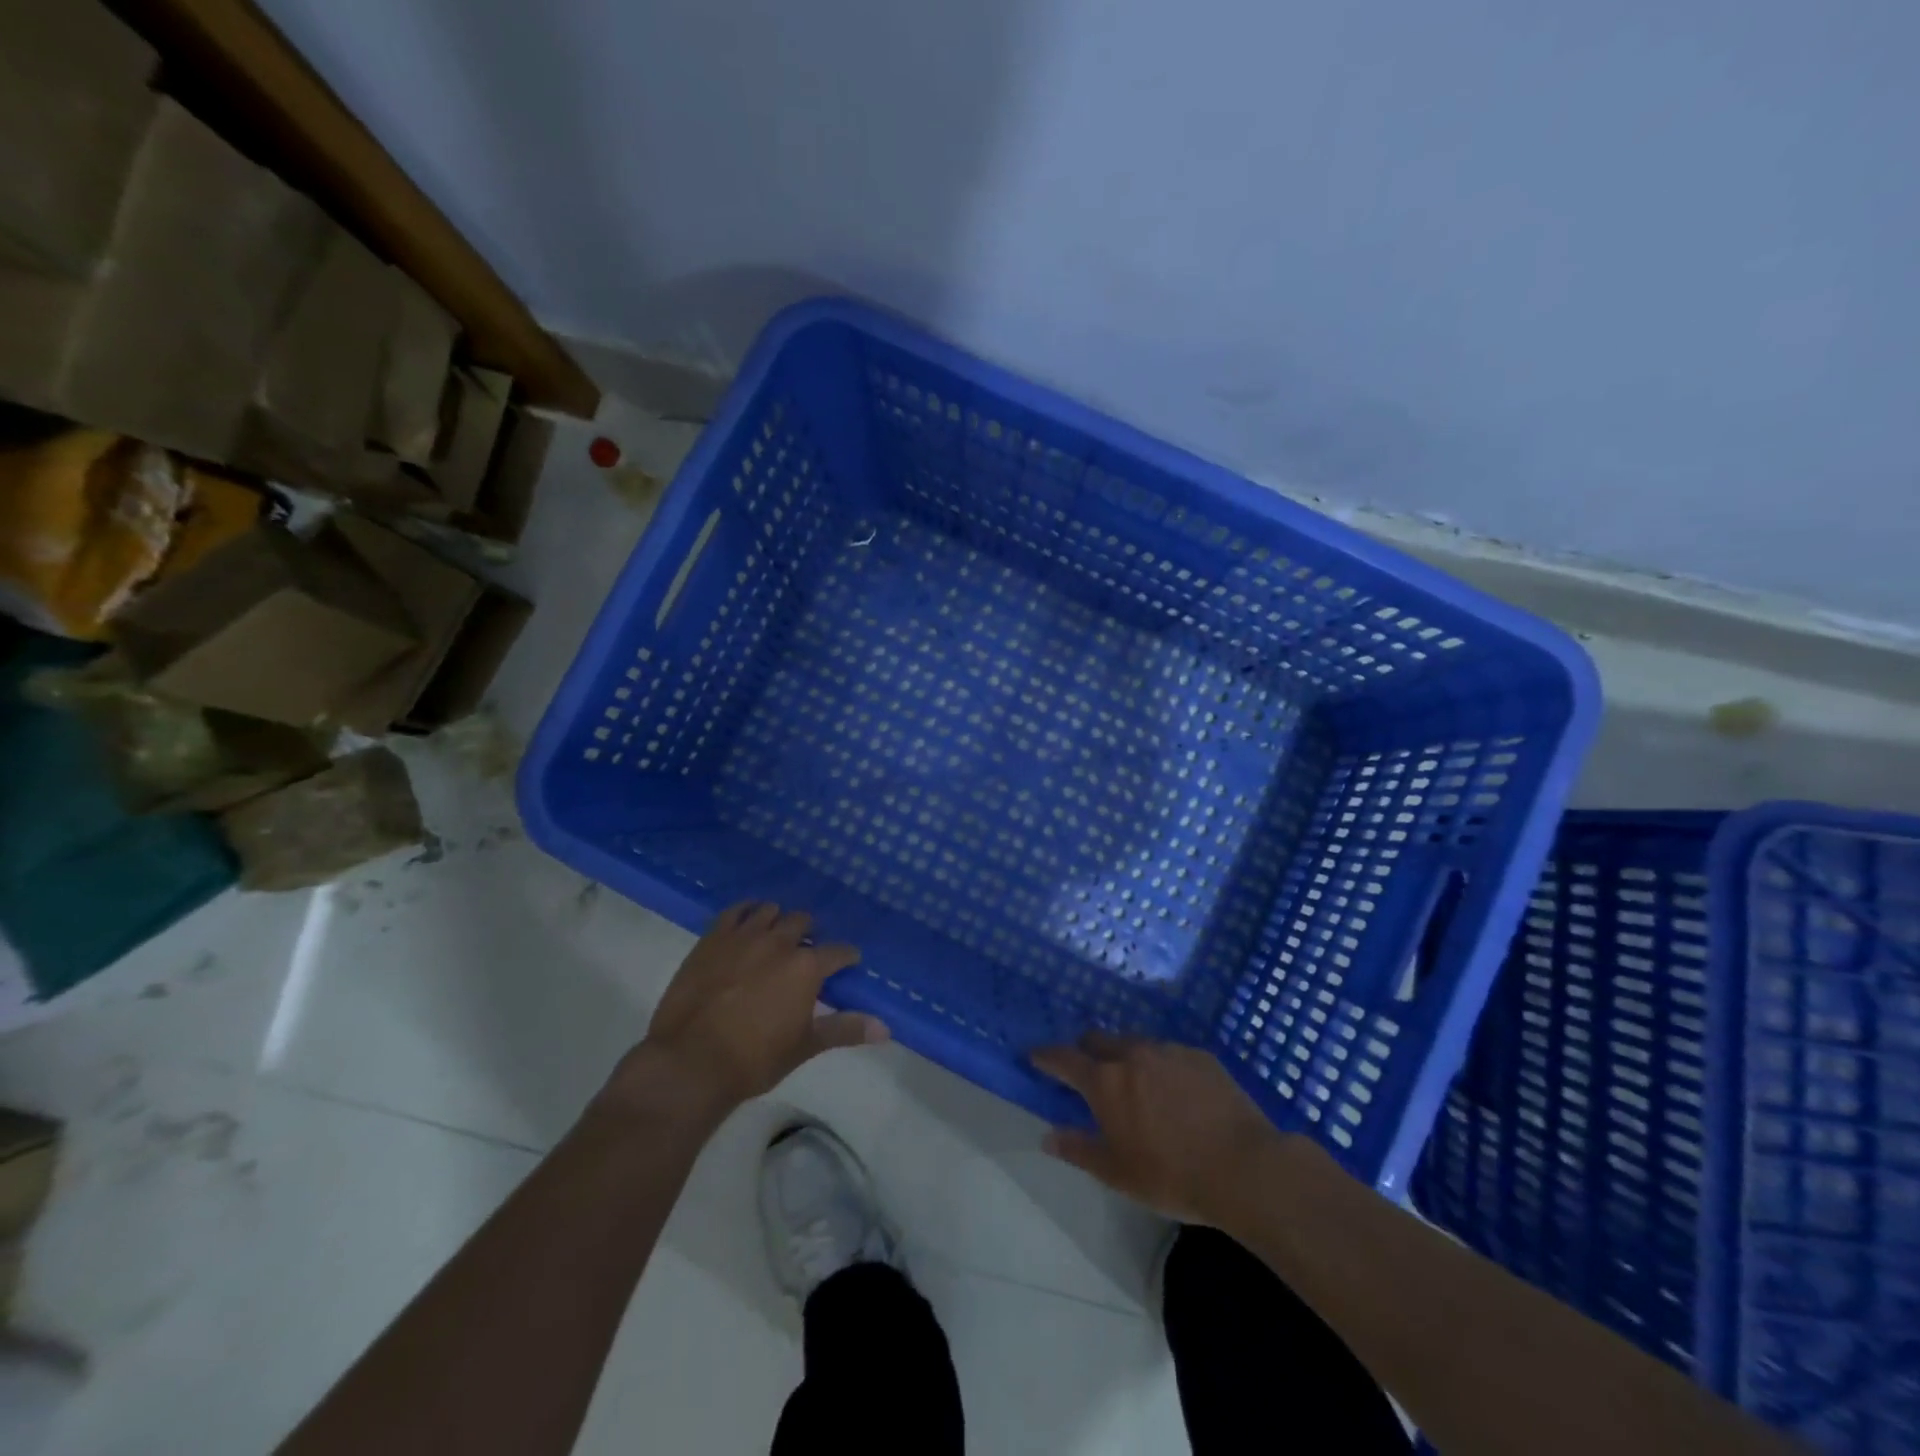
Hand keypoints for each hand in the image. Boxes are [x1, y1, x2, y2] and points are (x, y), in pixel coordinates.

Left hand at [608, 902, 887, 1122]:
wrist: (690, 1062)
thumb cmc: (754, 1059)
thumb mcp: (804, 1046)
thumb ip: (845, 1030)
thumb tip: (886, 1029)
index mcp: (806, 967)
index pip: (838, 951)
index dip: (846, 956)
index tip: (848, 962)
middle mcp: (779, 942)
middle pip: (803, 922)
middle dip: (809, 934)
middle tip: (805, 952)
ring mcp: (743, 936)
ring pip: (769, 911)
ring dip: (778, 920)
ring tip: (776, 936)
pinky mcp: (712, 938)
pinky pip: (734, 911)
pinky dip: (745, 912)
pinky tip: (746, 921)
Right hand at [1031, 1034, 1284, 1225]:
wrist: (1244, 1167)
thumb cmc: (1172, 1175)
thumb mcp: (1117, 1173)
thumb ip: (1079, 1150)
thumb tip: (1048, 1136)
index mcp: (1106, 1082)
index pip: (1064, 1059)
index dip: (1046, 1056)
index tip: (1035, 1056)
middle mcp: (1132, 1055)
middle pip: (1098, 1040)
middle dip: (1086, 1051)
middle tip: (1087, 1071)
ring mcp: (1169, 1051)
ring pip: (1135, 1044)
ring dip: (1126, 1057)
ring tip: (1135, 1082)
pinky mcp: (1200, 1056)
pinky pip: (1169, 1053)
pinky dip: (1161, 1065)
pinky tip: (1175, 1090)